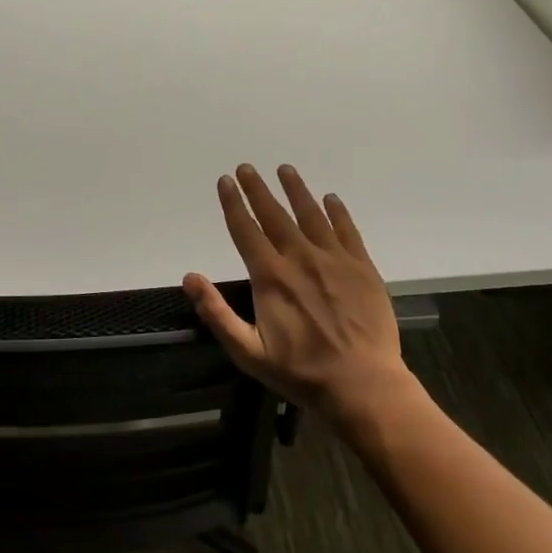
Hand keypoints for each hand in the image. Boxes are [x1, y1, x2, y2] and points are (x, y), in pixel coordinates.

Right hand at [184, 164, 423, 433]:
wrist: (362, 384)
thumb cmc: (300, 371)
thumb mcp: (247, 351)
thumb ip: (216, 313)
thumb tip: (189, 277)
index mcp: (270, 276)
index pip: (245, 230)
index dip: (233, 204)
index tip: (225, 181)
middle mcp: (300, 258)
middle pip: (275, 215)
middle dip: (258, 189)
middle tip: (247, 168)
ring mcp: (334, 260)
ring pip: (311, 215)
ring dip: (296, 190)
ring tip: (285, 170)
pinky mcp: (362, 268)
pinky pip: (347, 231)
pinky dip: (337, 212)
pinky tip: (330, 199)